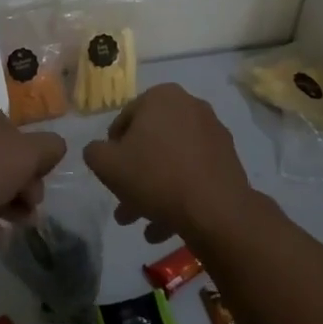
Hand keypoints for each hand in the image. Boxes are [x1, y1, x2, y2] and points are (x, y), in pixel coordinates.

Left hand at [0, 97, 66, 243]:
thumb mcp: (29, 153)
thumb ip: (50, 147)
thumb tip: (54, 149)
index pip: (14, 130)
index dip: (32, 157)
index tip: (41, 180)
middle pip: (0, 159)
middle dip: (22, 186)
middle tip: (33, 209)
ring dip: (6, 206)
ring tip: (21, 228)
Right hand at [82, 82, 254, 244]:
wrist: (215, 209)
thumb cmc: (155, 176)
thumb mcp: (108, 165)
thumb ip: (95, 152)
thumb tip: (99, 150)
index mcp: (161, 96)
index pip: (125, 119)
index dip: (112, 149)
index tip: (110, 174)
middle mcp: (190, 105)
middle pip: (151, 142)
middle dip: (134, 175)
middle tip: (123, 204)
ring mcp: (212, 132)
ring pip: (172, 160)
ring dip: (153, 190)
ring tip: (141, 224)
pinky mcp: (227, 158)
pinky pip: (193, 172)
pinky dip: (178, 193)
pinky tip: (165, 227)